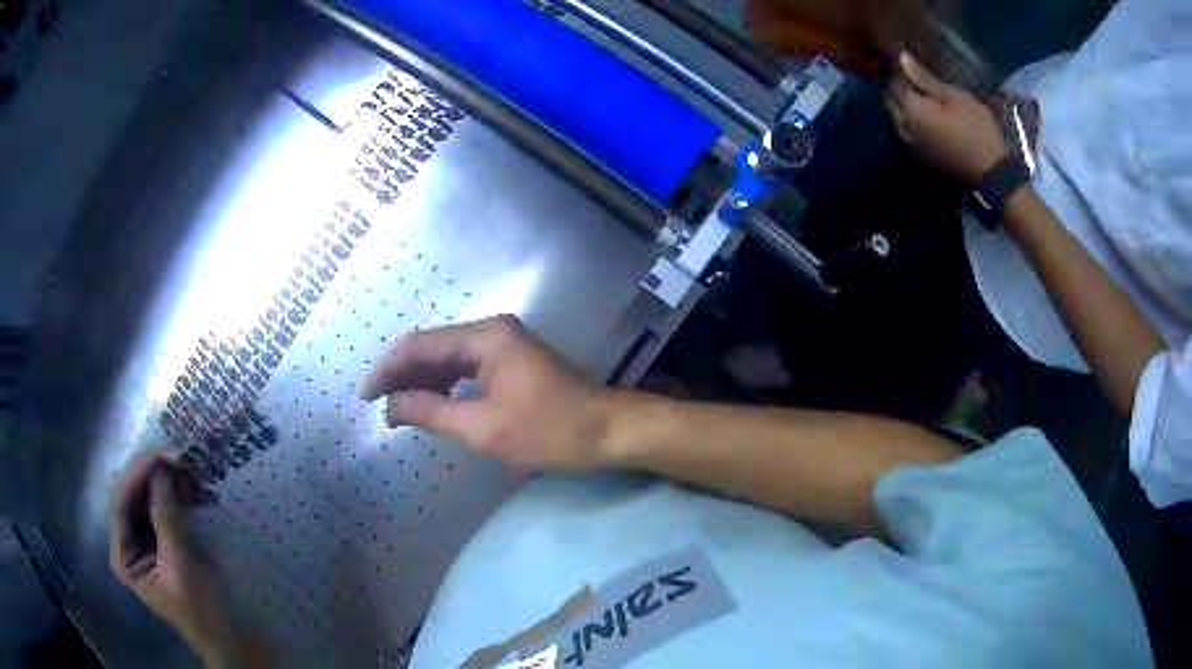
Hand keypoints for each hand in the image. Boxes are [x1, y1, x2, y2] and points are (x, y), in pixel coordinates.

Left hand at [110, 454, 234, 661]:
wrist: (232, 640)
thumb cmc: (202, 612)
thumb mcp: (181, 567)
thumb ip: (166, 519)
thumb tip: (161, 471)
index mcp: (124, 555)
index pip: (123, 504)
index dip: (139, 477)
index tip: (161, 456)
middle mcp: (131, 543)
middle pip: (137, 498)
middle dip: (158, 478)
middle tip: (183, 461)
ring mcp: (151, 541)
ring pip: (154, 499)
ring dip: (174, 485)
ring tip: (197, 475)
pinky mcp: (170, 542)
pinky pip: (171, 510)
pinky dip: (185, 499)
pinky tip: (202, 493)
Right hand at [359, 315, 607, 469]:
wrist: (608, 431)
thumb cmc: (549, 431)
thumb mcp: (482, 428)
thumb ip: (431, 412)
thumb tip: (392, 406)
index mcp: (485, 337)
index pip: (420, 345)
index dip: (388, 370)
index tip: (365, 396)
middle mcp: (492, 330)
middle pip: (433, 347)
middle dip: (402, 375)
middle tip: (380, 406)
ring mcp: (504, 343)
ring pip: (448, 356)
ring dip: (423, 381)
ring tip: (399, 409)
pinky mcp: (512, 359)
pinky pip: (467, 366)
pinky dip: (446, 384)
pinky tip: (433, 403)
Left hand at [886, 51, 1008, 183]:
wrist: (991, 172)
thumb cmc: (976, 129)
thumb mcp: (954, 97)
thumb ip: (925, 78)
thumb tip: (903, 57)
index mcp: (911, 111)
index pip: (894, 82)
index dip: (899, 68)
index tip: (909, 58)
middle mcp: (903, 127)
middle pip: (890, 99)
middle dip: (898, 85)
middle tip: (916, 75)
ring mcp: (910, 144)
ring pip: (896, 115)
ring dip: (903, 102)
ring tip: (921, 91)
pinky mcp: (920, 154)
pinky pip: (906, 129)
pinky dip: (910, 117)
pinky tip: (926, 111)